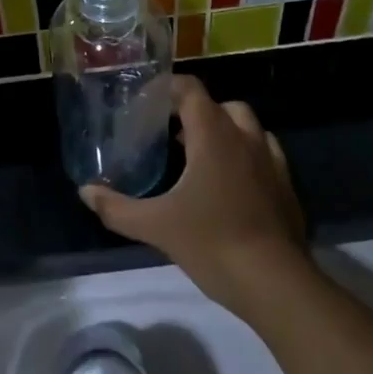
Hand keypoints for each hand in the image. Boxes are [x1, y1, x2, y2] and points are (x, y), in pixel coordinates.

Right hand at [81, 77, 307, 314]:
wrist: (277, 284)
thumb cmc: (213, 243)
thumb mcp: (156, 226)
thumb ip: (117, 207)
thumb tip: (85, 191)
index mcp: (213, 135)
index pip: (190, 89)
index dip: (168, 88)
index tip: (147, 102)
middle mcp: (244, 137)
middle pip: (220, 105)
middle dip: (196, 111)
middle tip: (172, 132)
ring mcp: (271, 160)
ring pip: (247, 126)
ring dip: (224, 130)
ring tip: (201, 156)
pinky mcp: (287, 186)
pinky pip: (265, 154)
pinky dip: (246, 156)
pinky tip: (232, 183)